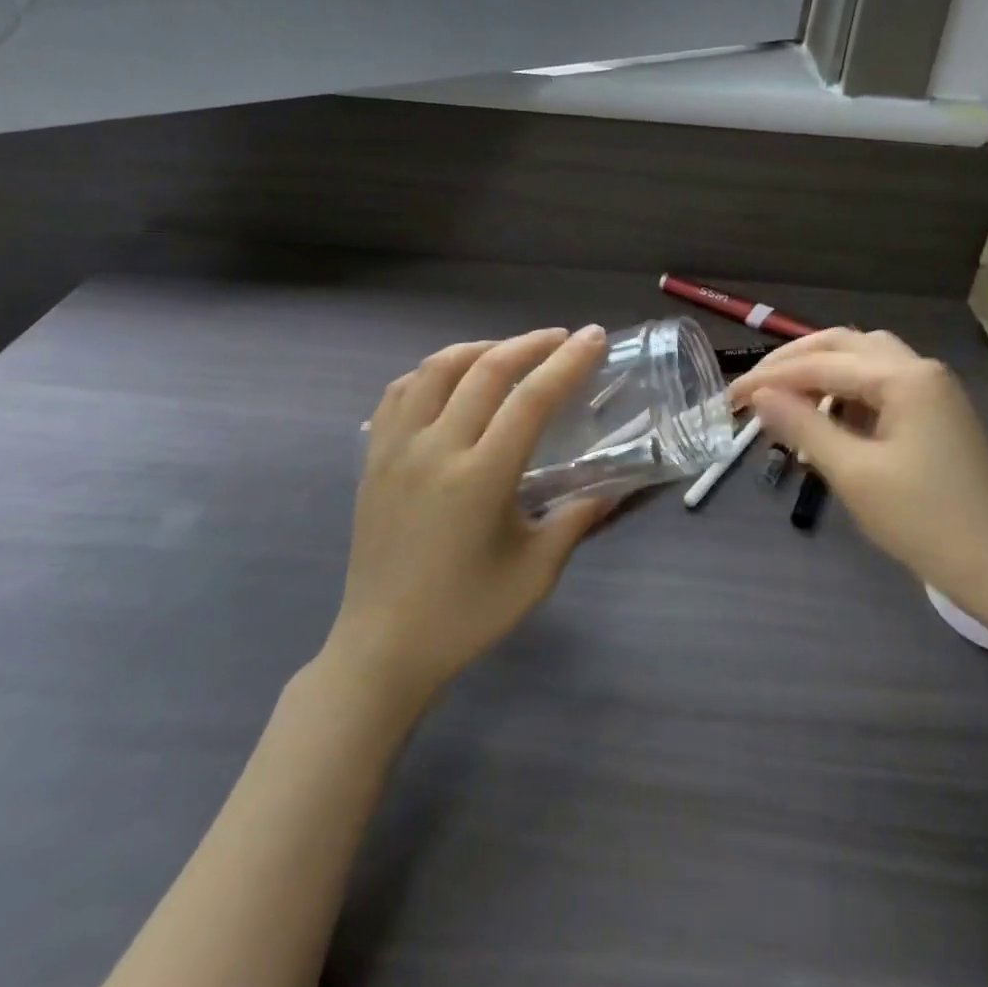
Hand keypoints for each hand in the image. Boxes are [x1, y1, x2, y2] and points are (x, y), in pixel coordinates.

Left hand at [329, 326, 610, 705]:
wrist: (382, 648)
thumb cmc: (466, 615)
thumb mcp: (536, 571)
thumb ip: (577, 520)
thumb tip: (614, 487)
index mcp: (481, 477)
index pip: (531, 399)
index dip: (567, 363)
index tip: (593, 337)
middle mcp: (435, 449)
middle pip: (485, 370)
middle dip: (529, 344)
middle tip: (562, 339)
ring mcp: (396, 449)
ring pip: (435, 369)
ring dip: (479, 349)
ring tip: (509, 352)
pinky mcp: (373, 458)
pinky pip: (399, 393)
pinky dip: (431, 373)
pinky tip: (450, 381)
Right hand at [729, 329, 987, 628]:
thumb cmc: (925, 522)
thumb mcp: (853, 474)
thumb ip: (802, 427)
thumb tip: (759, 396)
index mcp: (904, 377)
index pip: (821, 363)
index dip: (770, 378)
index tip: (730, 398)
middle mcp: (920, 369)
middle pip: (844, 345)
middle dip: (793, 362)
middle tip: (753, 388)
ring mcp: (932, 391)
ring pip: (863, 362)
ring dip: (820, 374)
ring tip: (783, 401)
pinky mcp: (935, 415)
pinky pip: (879, 387)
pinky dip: (844, 395)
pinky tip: (825, 421)